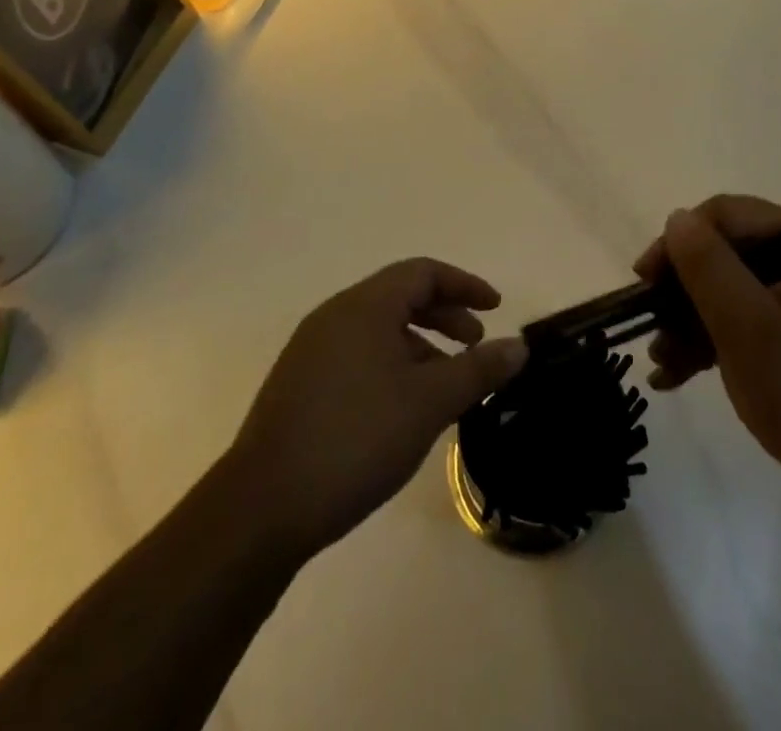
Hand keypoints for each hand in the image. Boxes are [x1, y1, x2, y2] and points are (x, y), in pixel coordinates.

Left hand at [219, 259, 525, 565]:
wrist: (262, 508)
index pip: (423, 272)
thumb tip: (519, 347)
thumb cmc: (355, 438)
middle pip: (401, 296)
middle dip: (445, 315)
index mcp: (364, 306)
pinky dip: (392, 364)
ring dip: (420, 345)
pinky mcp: (299, 385)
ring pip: (379, 329)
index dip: (465, 285)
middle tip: (475, 346)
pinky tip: (403, 409)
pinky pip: (358, 355)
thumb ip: (478, 370)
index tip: (495, 309)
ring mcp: (312, 350)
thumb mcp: (429, 402)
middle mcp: (335, 316)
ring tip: (445, 385)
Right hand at [636, 196, 780, 508]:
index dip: (681, 241)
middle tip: (650, 329)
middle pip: (730, 256)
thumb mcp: (748, 327)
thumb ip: (708, 267)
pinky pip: (751, 328)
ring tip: (661, 364)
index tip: (646, 280)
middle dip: (682, 292)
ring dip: (691, 323)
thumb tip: (677, 218)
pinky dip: (715, 345)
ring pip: (735, 296)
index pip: (729, 216)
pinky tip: (680, 376)